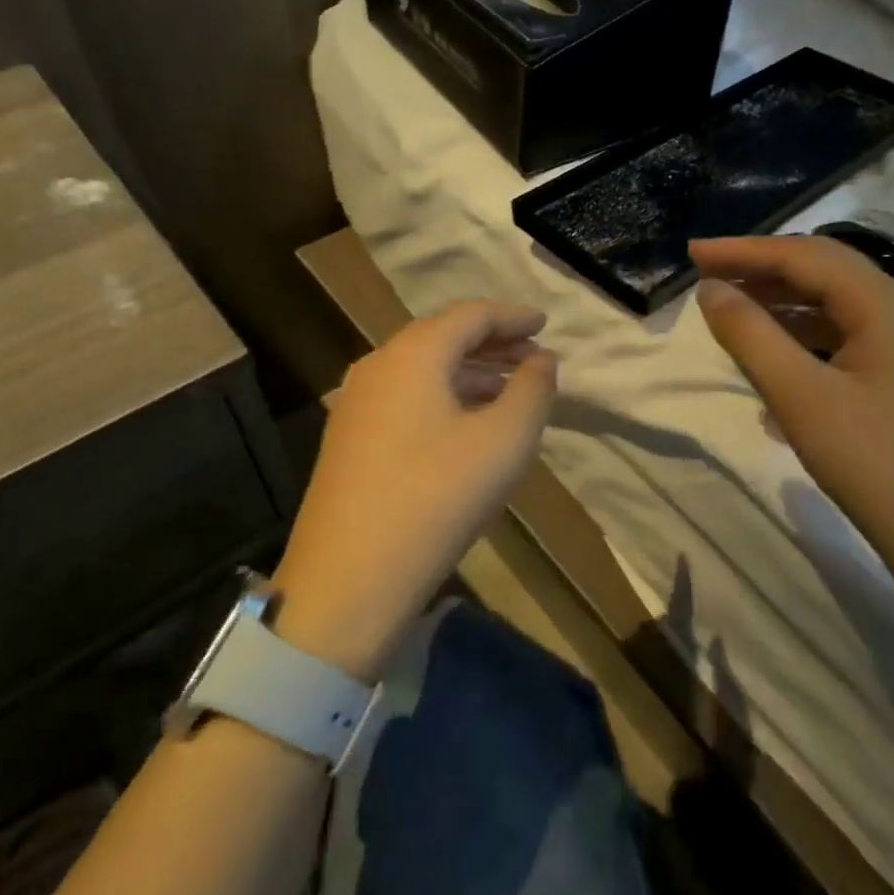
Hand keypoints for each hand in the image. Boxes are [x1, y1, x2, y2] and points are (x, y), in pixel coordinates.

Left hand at [271, 300, 557, 680]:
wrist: (349, 578)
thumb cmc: (437, 498)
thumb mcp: (505, 442)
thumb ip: (532, 390)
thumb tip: (540, 360)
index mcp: (413, 354)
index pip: (471, 315)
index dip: (512, 316)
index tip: (545, 323)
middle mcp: (378, 366)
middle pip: (443, 338)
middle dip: (492, 345)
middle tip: (533, 359)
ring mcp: (355, 403)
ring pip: (422, 370)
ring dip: (468, 374)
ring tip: (508, 393)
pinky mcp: (348, 438)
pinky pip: (405, 398)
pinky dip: (443, 398)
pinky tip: (465, 426)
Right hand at [691, 235, 893, 571]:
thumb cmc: (870, 459)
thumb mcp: (798, 393)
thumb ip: (749, 334)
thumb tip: (711, 290)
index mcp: (884, 301)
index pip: (803, 255)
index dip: (743, 251)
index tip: (692, 254)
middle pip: (822, 271)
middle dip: (761, 270)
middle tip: (706, 276)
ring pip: (833, 304)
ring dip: (780, 304)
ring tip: (731, 311)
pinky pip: (844, 336)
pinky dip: (802, 337)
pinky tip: (771, 359)